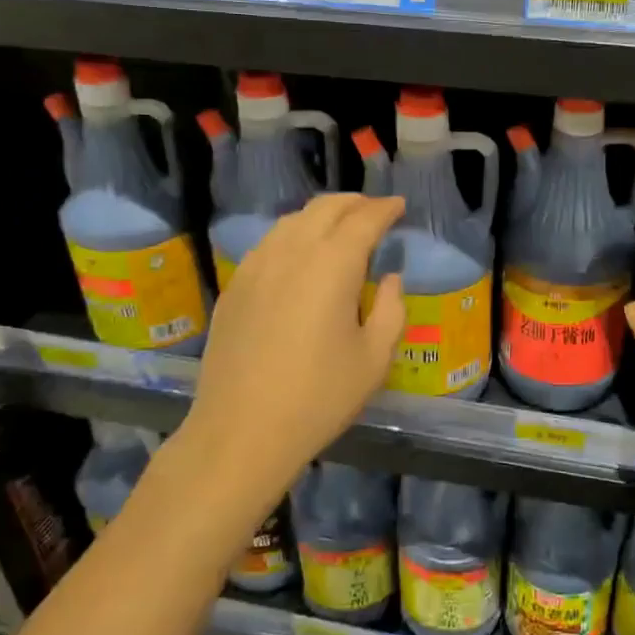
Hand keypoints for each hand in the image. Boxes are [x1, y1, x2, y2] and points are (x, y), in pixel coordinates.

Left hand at [180, 194, 405, 484]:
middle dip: (354, 203)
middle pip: (325, 208)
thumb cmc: (319, 397)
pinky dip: (293, 235)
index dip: (385, 209)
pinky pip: (268, 243)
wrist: (241, 431)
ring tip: (340, 227)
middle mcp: (292, 252)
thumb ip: (392, 310)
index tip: (399, 206)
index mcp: (333, 265)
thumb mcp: (374, 359)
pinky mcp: (235, 286)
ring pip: (292, 221)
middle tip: (374, 210)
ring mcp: (256, 266)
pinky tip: (299, 254)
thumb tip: (390, 279)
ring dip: (321, 215)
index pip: (364, 220)